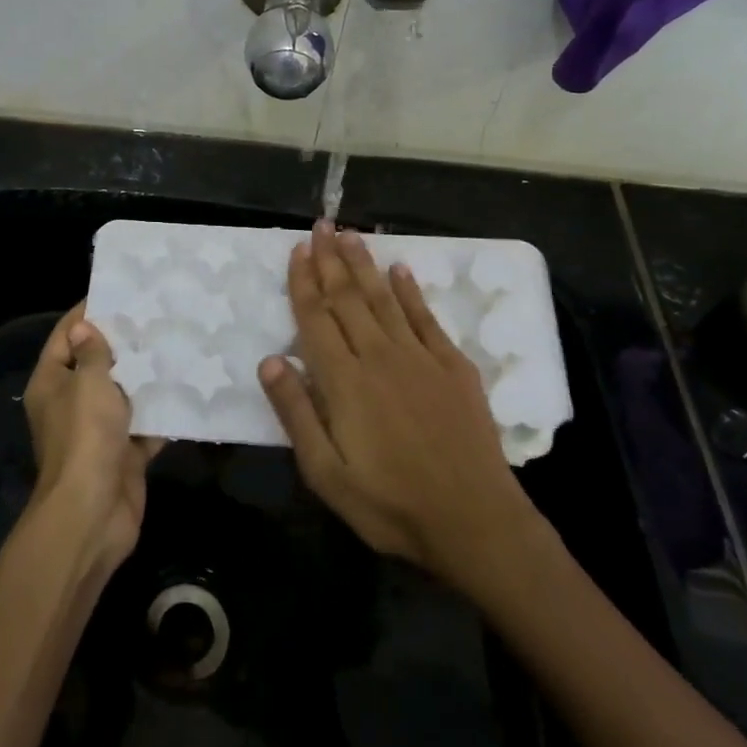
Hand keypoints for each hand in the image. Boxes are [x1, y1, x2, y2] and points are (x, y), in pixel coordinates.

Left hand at [23, 302, 161, 577]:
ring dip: (147, 376)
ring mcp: (98, 430)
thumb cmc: (86, 438)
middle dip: (125, 342)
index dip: (89, 313)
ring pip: (124, 394)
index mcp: (53, 382)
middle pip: (97, 364)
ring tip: (178, 342)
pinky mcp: (123, 452)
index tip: (120, 292)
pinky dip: (162, 411)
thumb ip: (93, 353)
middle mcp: (72, 402)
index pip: (67, 336)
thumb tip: (86, 327)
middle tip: (158, 314)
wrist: (93, 513)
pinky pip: (144, 424)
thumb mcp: (89, 384)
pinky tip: (188, 387)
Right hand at [257, 222, 539, 590]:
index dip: (304, 282)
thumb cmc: (391, 504)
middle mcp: (379, 356)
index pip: (316, 318)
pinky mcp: (454, 367)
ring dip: (364, 265)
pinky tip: (400, 269)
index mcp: (344, 382)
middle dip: (330, 260)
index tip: (297, 250)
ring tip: (351, 234)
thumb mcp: (327, 474)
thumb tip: (271, 360)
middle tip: (320, 225)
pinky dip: (411, 291)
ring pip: (384, 299)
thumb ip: (297, 414)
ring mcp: (420, 358)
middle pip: (348, 298)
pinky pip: (426, 317)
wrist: (475, 522)